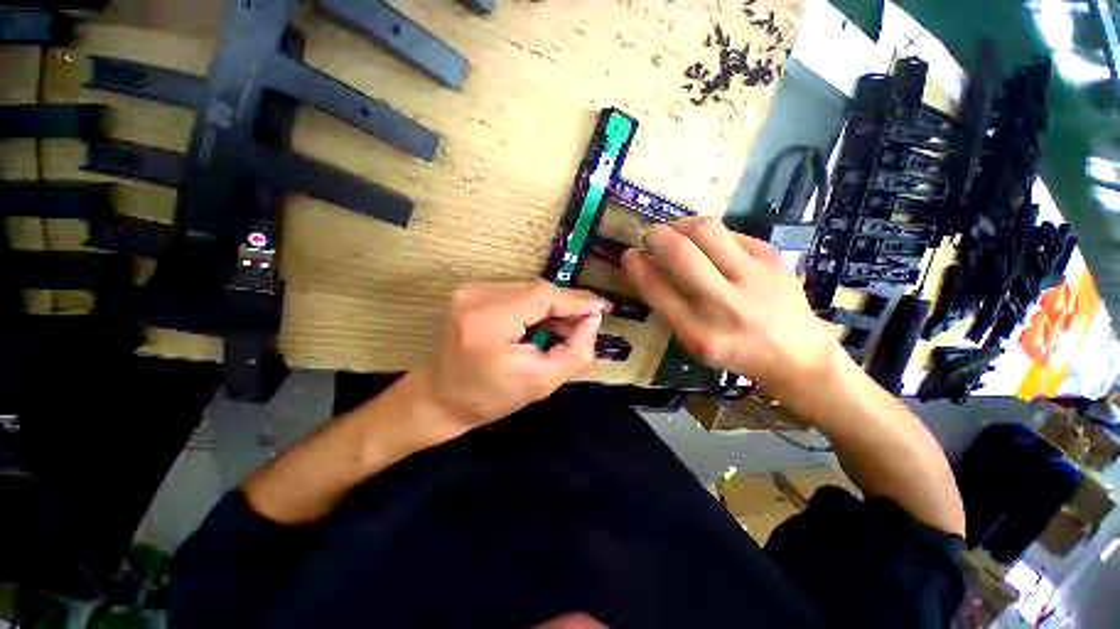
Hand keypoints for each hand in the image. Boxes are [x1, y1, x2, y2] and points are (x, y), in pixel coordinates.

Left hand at [414, 280, 609, 434]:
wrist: (441, 399)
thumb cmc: (490, 399)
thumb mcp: (542, 384)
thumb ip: (576, 352)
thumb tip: (594, 320)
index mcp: (489, 320)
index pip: (543, 296)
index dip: (577, 300)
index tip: (603, 309)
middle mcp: (477, 296)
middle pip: (538, 290)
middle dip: (567, 305)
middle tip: (587, 325)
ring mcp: (470, 290)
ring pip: (529, 290)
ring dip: (552, 306)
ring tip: (566, 328)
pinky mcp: (471, 292)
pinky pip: (516, 293)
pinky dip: (535, 306)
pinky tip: (543, 323)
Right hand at [621, 217, 839, 396]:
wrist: (797, 356)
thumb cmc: (734, 351)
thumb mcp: (692, 341)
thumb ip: (667, 306)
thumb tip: (645, 264)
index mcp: (699, 333)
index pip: (657, 290)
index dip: (637, 266)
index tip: (629, 253)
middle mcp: (726, 305)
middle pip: (681, 253)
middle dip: (656, 235)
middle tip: (649, 234)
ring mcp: (755, 278)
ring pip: (707, 230)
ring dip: (681, 225)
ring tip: (675, 231)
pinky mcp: (774, 258)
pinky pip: (731, 233)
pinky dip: (710, 234)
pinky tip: (708, 244)